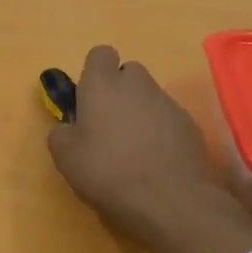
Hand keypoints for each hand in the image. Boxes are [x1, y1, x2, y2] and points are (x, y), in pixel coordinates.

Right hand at [47, 46, 223, 241]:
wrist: (166, 199)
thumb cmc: (106, 171)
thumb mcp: (65, 157)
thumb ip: (61, 133)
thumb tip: (67, 128)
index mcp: (103, 85)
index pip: (100, 54)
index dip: (94, 72)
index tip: (88, 98)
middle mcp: (138, 84)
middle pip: (129, 72)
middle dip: (120, 89)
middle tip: (109, 123)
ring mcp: (168, 102)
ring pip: (150, 95)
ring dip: (140, 111)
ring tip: (134, 147)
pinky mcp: (190, 124)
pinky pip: (169, 118)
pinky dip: (161, 130)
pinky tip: (155, 159)